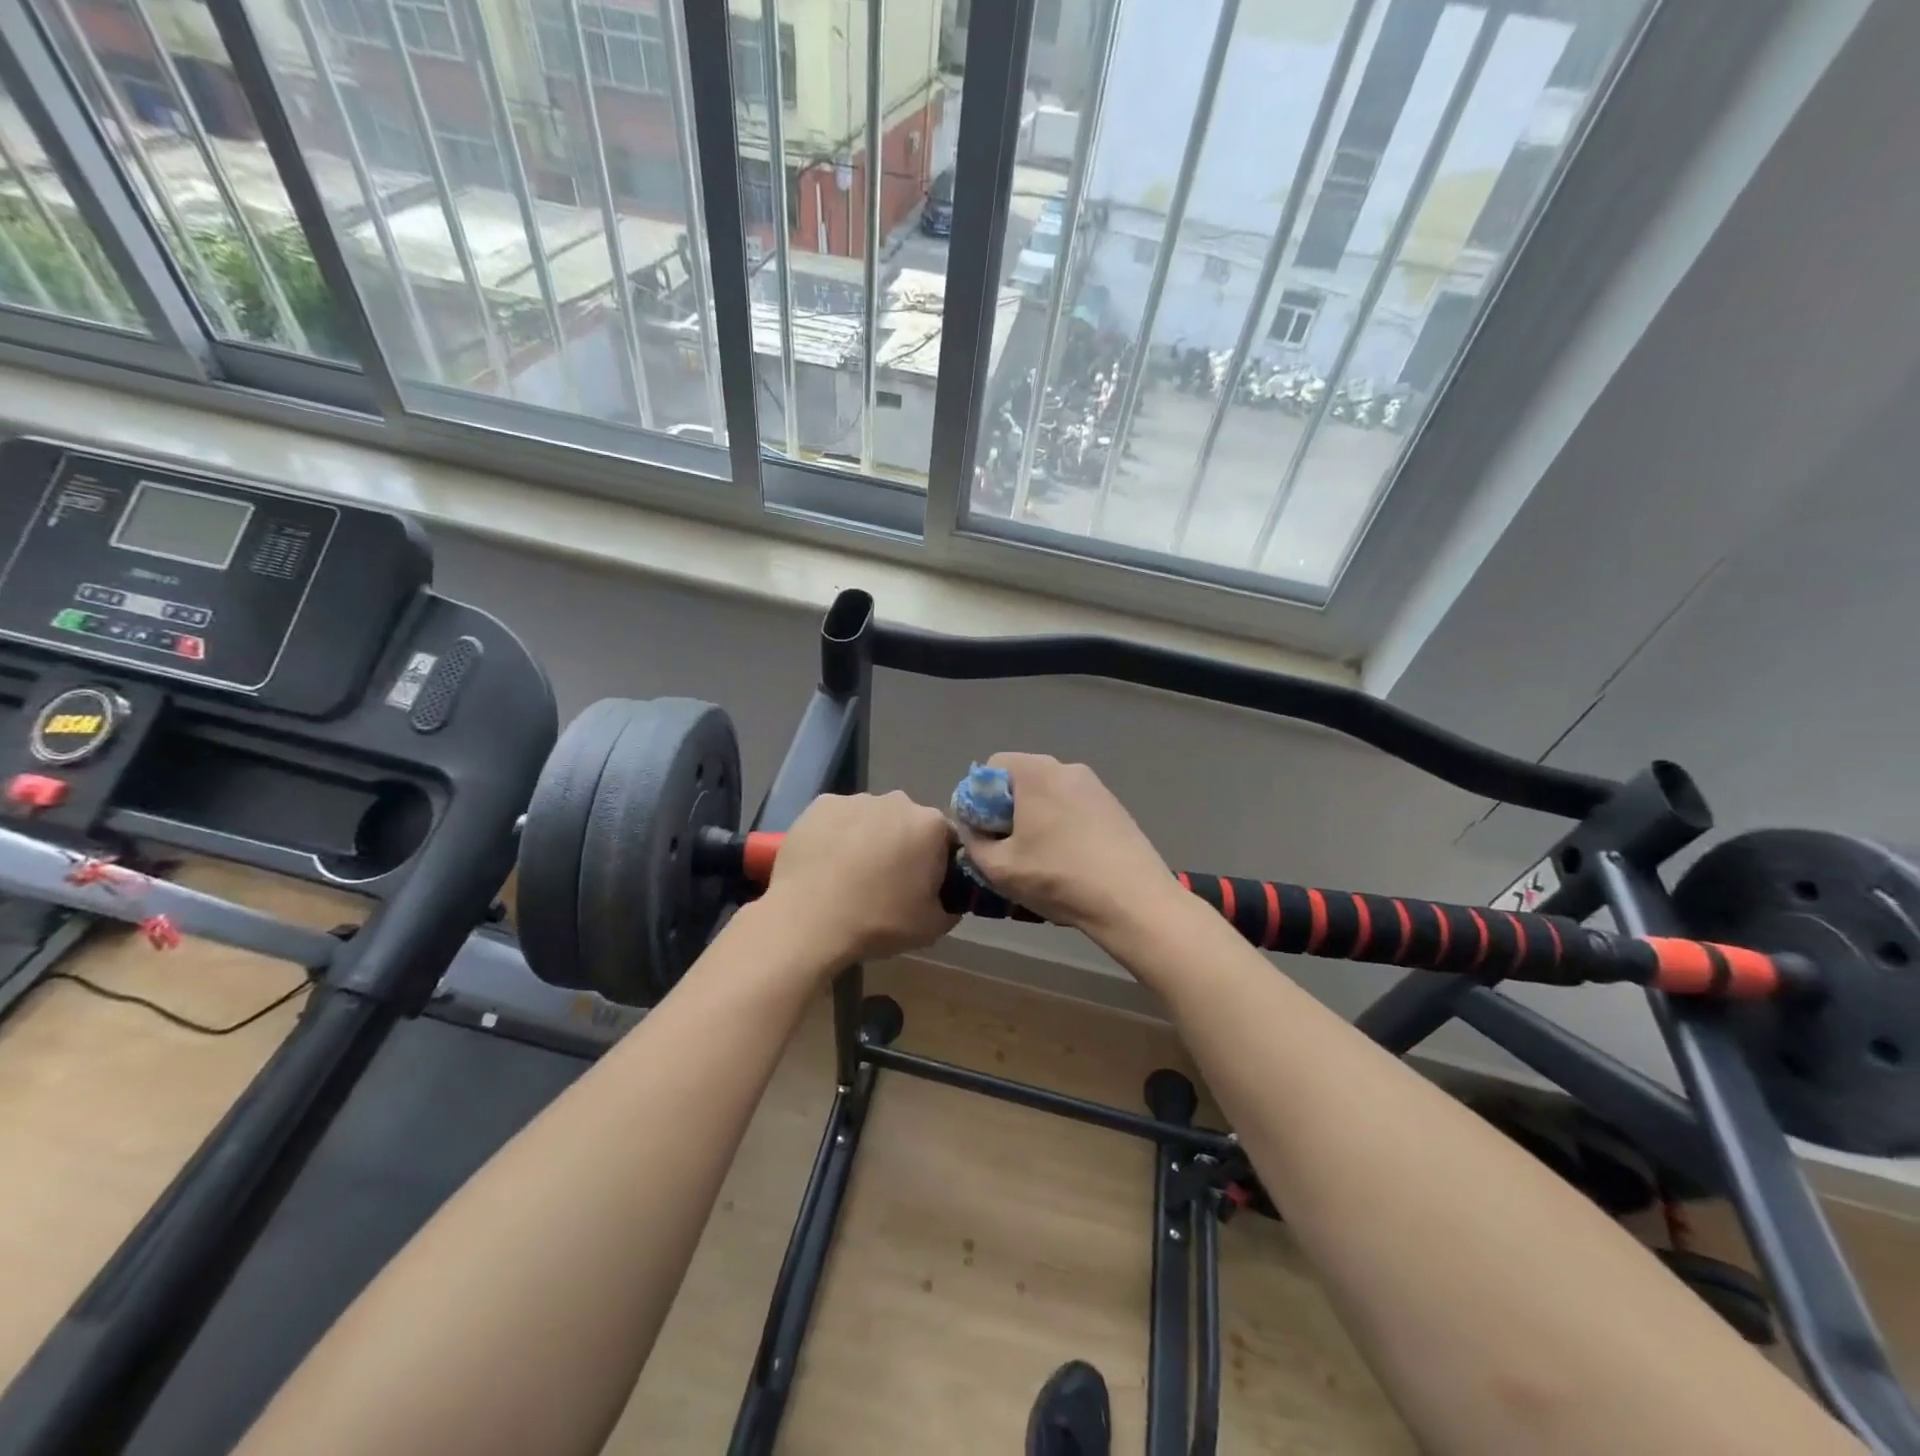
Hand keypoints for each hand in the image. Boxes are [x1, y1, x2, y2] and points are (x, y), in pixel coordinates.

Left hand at [764, 791, 959, 965]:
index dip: (939, 863)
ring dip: (869, 838)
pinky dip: (838, 834)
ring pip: (872, 818)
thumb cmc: (878, 922)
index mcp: (931, 825)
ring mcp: (856, 799)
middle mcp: (898, 801)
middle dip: (903, 845)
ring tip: (851, 873)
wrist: (808, 921)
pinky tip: (827, 862)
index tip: (925, 886)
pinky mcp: (821, 804)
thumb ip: (951, 907)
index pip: (946, 839)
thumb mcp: (932, 927)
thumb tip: (948, 899)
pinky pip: (839, 818)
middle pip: (908, 823)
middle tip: (887, 881)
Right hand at [956, 754, 1181, 944]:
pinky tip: (1068, 859)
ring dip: (1035, 818)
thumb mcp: (999, 868)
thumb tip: (973, 828)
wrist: (1133, 900)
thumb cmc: (1058, 878)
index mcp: (1035, 772)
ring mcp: (1095, 785)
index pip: (991, 767)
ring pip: (1049, 794)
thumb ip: (973, 842)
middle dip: (1006, 809)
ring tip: (1038, 858)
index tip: (983, 832)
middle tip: (1007, 847)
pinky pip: (1073, 806)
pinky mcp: (1114, 806)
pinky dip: (1062, 824)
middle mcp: (1066, 767)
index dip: (978, 798)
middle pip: (1021, 779)